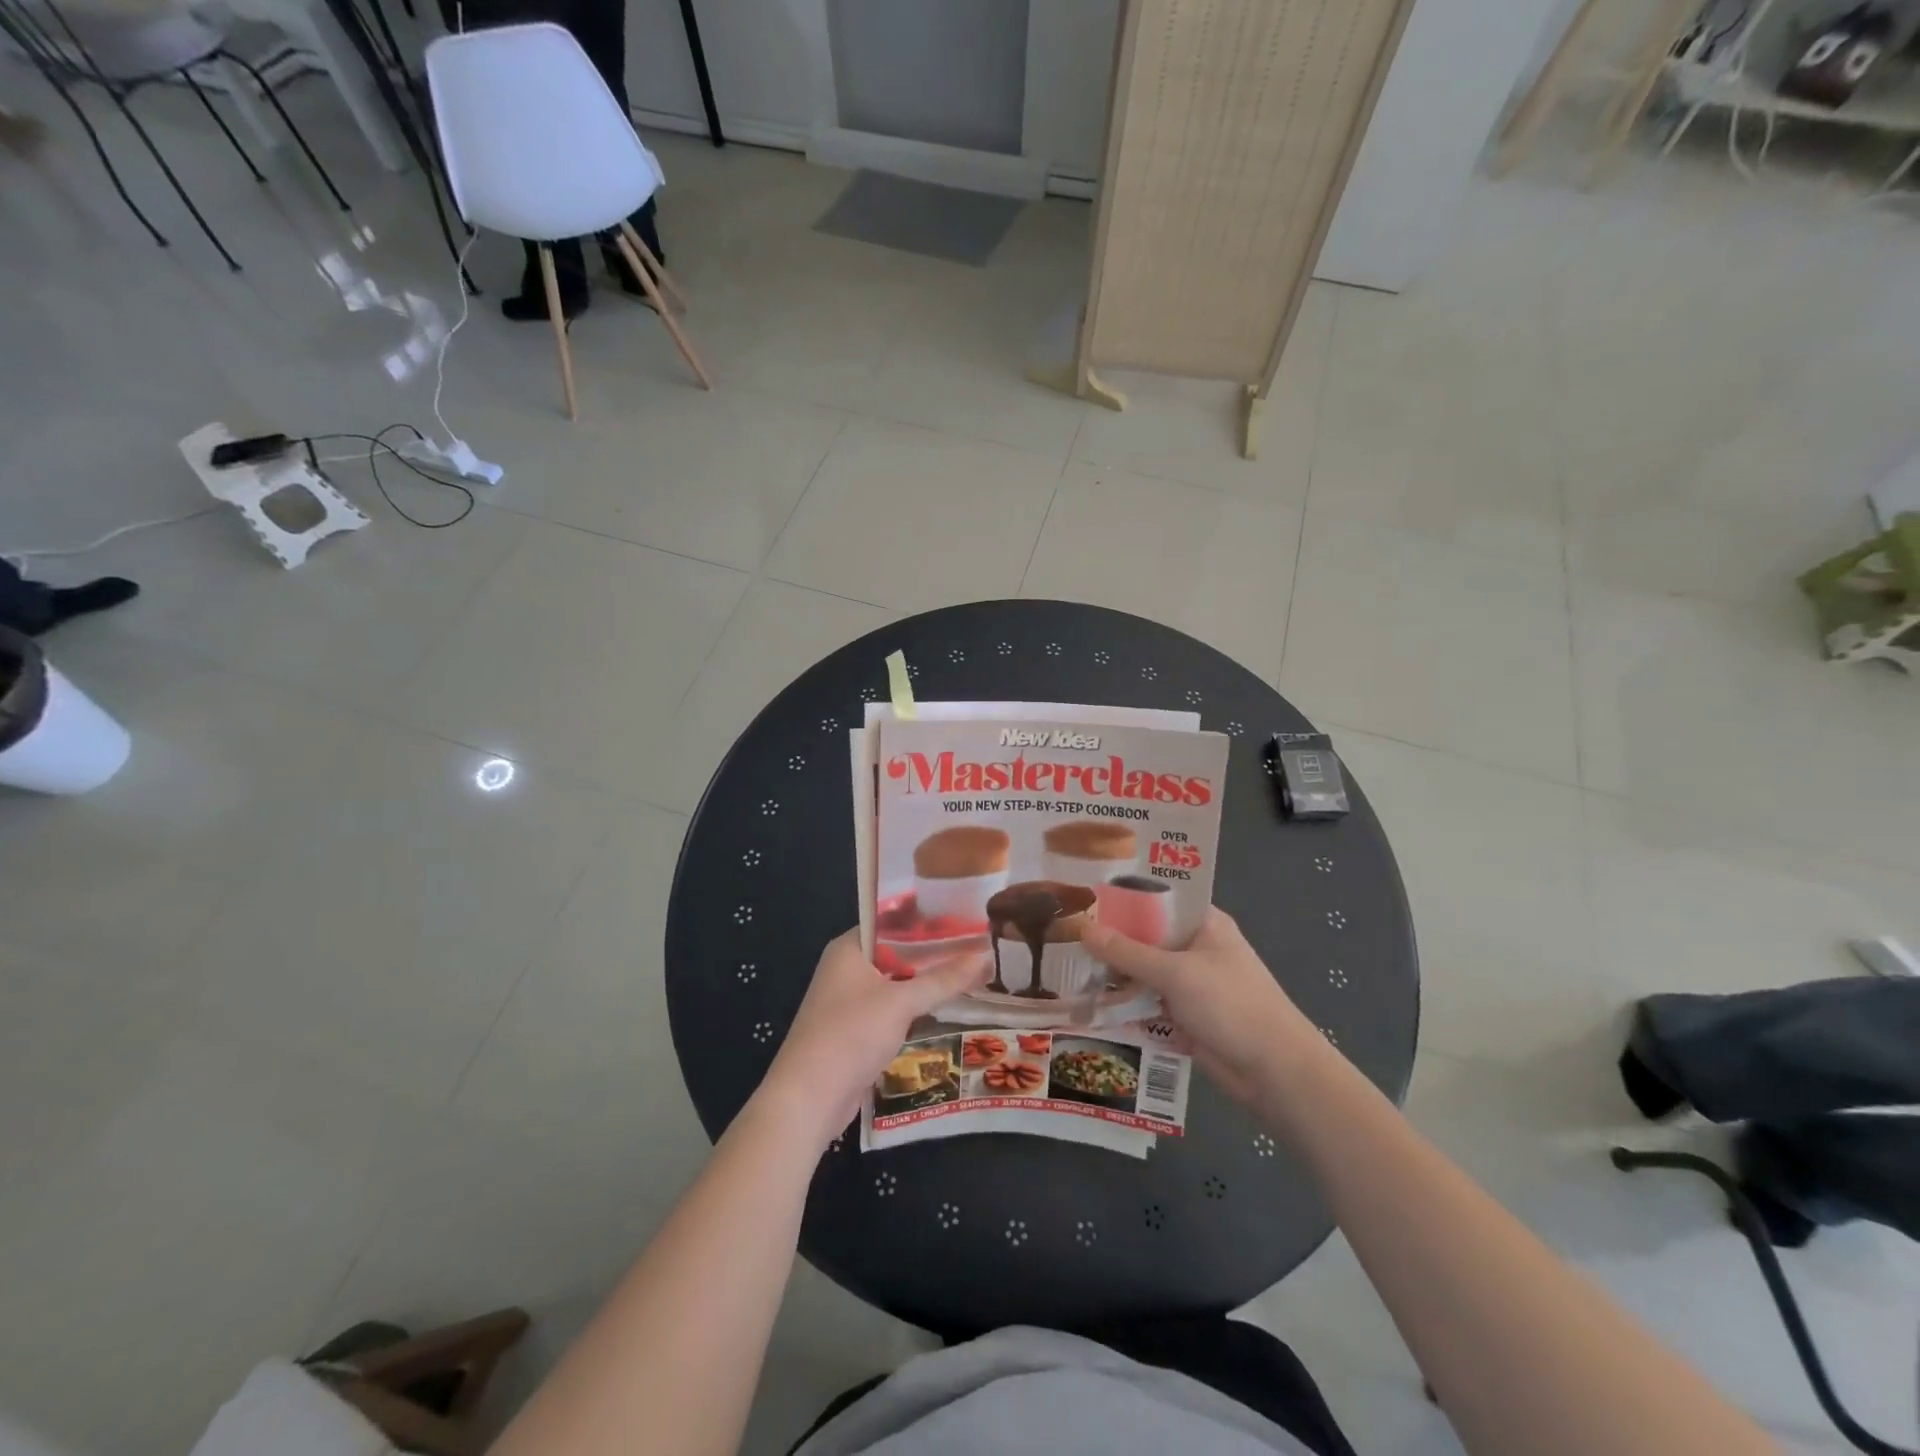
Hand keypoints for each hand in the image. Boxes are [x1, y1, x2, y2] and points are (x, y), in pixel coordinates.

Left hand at [757, 930, 988, 1150]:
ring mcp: (849, 1000)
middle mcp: (847, 968)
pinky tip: (945, 1005)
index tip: (962, 916)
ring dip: (925, 980)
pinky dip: (914, 1005)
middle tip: (975, 944)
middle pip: (895, 951)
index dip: (926, 917)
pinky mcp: (855, 1030)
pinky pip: (891, 1007)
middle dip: (932, 951)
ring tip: (969, 971)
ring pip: (895, 981)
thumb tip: (986, 956)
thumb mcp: (901, 1002)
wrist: (809, 1098)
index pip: (891, 920)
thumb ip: (943, 979)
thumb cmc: (851, 1035)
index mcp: (849, 948)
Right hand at [1082, 907, 1323, 1104]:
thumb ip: (1127, 952)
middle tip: (1063, 928)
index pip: (1158, 897)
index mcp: (1204, 923)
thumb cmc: (1231, 1005)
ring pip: (1142, 970)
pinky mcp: (1183, 1015)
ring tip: (1064, 963)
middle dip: (1110, 936)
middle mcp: (1195, 947)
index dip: (1123, 895)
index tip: (1084, 892)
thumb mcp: (1175, 972)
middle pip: (1145, 935)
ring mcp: (1189, 983)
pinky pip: (1146, 1001)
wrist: (1274, 1073)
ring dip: (1113, 972)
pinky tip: (1086, 999)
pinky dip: (1123, 1002)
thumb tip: (1081, 928)